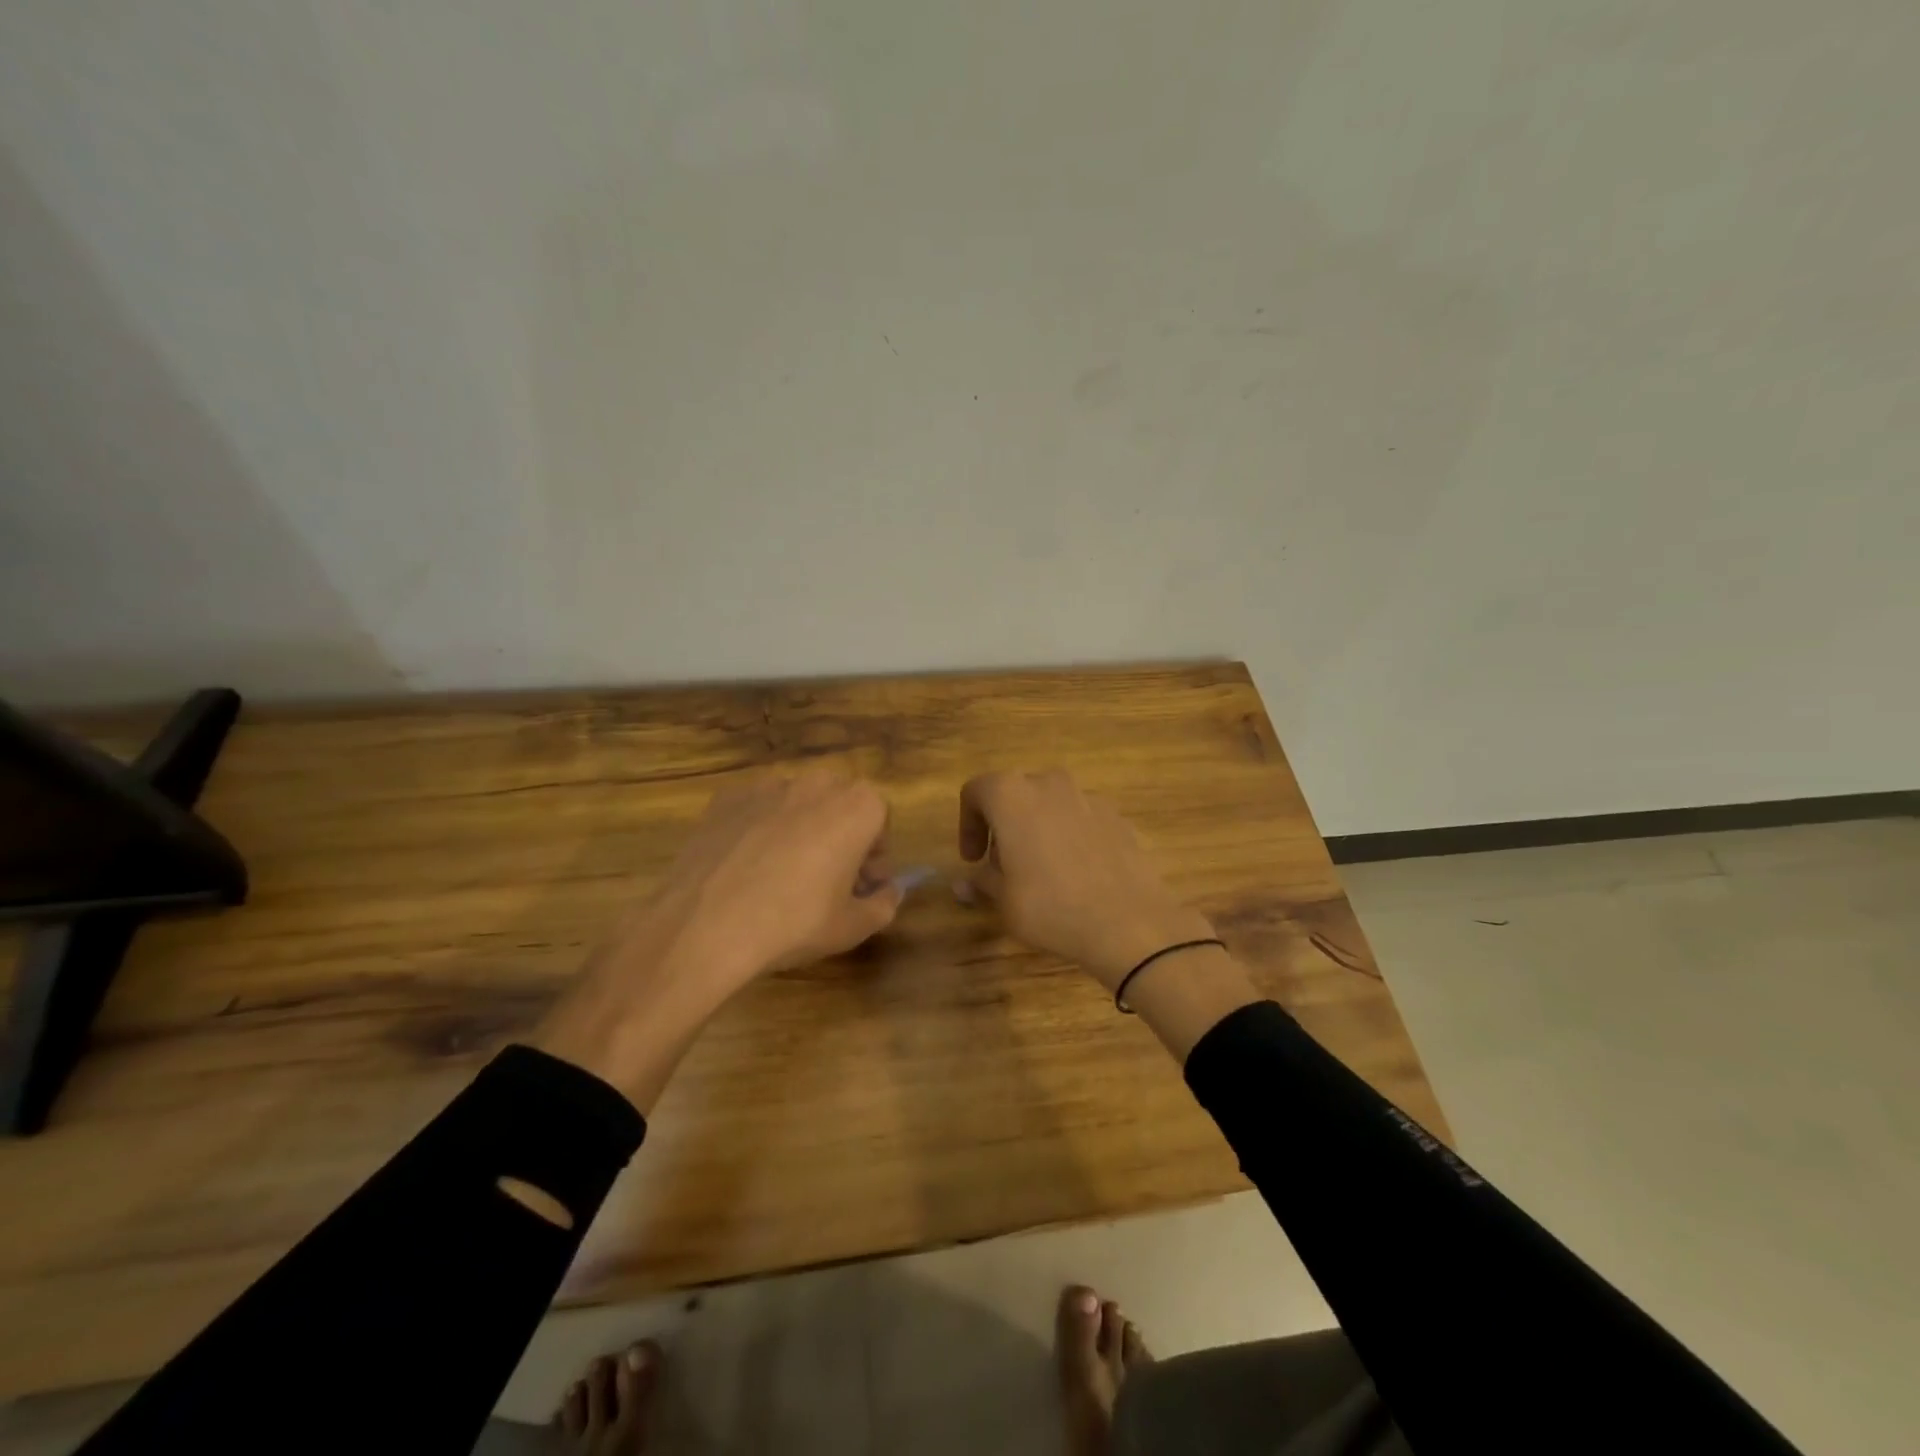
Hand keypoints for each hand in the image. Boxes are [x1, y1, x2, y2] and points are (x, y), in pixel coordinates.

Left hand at [641, 767, 902, 985]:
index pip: (879, 820)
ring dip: (801, 830)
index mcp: (857, 806)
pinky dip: (760, 830)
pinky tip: (746, 868)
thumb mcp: (852, 926)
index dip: (874, 855)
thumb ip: (884, 904)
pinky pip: (757, 810)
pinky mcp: (727, 797)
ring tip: (781, 875)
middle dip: (840, 836)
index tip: (862, 885)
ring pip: (796, 805)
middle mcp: (816, 783)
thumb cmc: (795, 923)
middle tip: (827, 881)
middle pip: (839, 805)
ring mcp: (767, 785)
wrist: (706, 924)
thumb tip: (889, 892)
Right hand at [958, 769, 1216, 991]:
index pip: (976, 791)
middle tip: (1003, 865)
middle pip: (1015, 793)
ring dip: (1038, 827)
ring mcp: (1088, 797)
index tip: (972, 859)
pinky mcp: (1117, 817)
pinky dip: (1071, 836)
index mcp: (1012, 795)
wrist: (1128, 922)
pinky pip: (1081, 819)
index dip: (967, 824)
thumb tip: (963, 883)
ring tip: (1042, 870)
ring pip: (1051, 803)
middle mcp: (1049, 784)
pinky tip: (1077, 874)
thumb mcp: (1004, 901)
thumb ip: (982, 882)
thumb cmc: (1051, 907)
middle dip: (1004, 824)